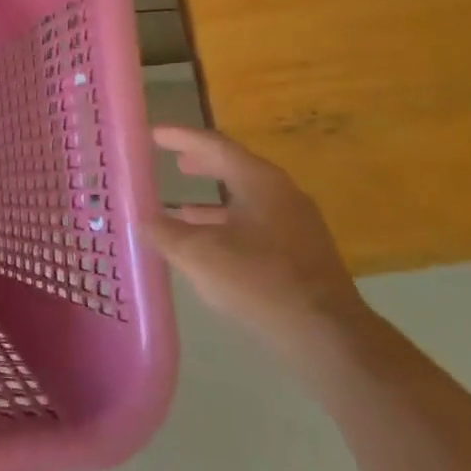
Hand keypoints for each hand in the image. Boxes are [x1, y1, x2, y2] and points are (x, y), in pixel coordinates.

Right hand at [143, 125, 367, 353]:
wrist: (328, 336)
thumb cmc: (260, 281)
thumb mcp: (199, 254)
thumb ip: (164, 232)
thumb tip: (141, 220)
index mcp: (259, 181)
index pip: (214, 144)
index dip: (180, 137)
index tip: (153, 134)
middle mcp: (281, 193)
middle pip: (233, 167)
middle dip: (200, 164)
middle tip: (172, 162)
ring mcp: (296, 224)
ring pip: (245, 200)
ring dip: (211, 202)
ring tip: (179, 209)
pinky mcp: (301, 253)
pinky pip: (255, 225)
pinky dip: (226, 226)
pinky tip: (208, 247)